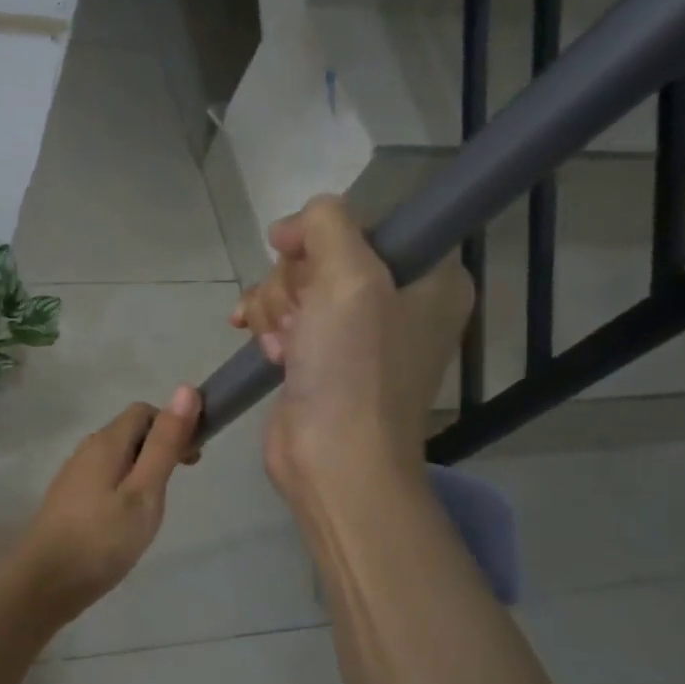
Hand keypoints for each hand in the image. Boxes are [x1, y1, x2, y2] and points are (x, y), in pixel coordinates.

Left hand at [9, 388, 201, 623]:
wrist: (45, 582)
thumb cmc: (102, 538)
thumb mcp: (144, 491)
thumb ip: (165, 443)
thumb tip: (186, 389)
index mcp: (106, 442)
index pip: (144, 412)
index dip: (173, 425)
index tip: (193, 459)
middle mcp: (86, 450)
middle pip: (130, 432)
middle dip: (160, 447)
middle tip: (179, 484)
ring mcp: (74, 475)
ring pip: (117, 457)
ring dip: (143, 468)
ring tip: (156, 506)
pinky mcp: (69, 499)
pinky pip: (104, 478)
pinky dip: (125, 486)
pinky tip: (129, 518)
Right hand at [229, 196, 471, 503]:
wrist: (334, 460)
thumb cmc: (353, 370)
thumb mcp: (348, 279)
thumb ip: (325, 226)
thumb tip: (289, 228)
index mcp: (428, 276)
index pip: (366, 223)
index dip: (323, 238)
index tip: (302, 262)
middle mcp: (396, 299)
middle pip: (321, 255)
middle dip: (293, 284)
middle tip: (300, 321)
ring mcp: (354, 332)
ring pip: (293, 286)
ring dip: (274, 309)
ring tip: (283, 348)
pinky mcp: (318, 356)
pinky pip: (282, 316)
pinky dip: (264, 325)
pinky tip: (256, 341)